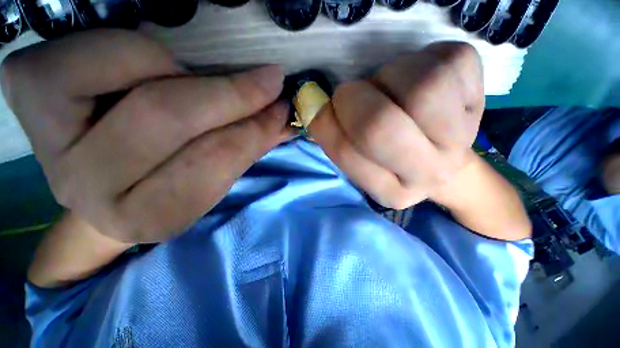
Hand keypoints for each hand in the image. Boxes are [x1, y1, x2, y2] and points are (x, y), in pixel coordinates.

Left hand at [2, 30, 288, 242]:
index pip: (213, 164)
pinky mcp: (27, 93)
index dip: (255, 131)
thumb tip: (285, 124)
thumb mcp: (213, 172)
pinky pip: (91, 53)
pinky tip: (148, 66)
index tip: (281, 110)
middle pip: (170, 122)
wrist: (107, 170)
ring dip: (187, 75)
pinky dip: (135, 50)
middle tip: (271, 82)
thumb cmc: (170, 175)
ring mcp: (49, 142)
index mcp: (148, 216)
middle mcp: (89, 189)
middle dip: (234, 97)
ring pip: (132, 83)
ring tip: (206, 79)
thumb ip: (248, 147)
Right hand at [310, 42, 484, 208]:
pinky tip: (417, 76)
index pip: (347, 153)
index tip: (327, 112)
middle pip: (381, 125)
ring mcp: (460, 138)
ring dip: (388, 76)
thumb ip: (333, 139)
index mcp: (392, 192)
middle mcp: (428, 174)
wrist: (442, 156)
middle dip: (353, 99)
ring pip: (420, 87)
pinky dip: (422, 58)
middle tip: (352, 95)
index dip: (328, 123)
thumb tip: (314, 106)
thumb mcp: (358, 160)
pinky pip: (446, 61)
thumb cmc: (390, 159)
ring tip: (387, 86)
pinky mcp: (480, 97)